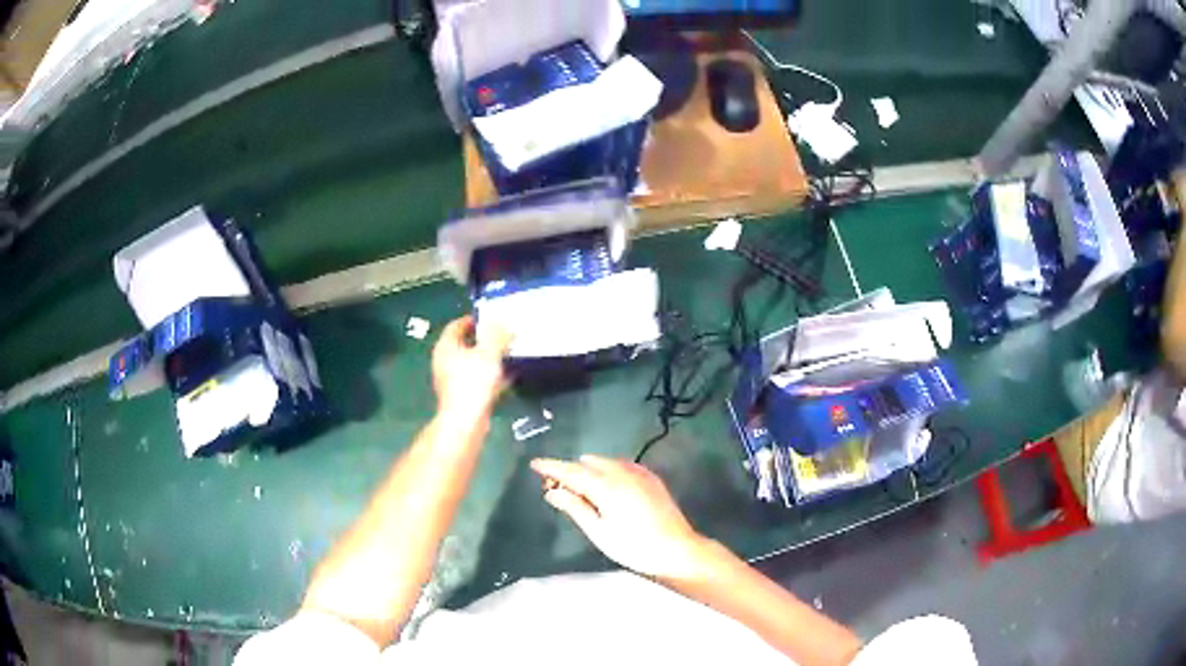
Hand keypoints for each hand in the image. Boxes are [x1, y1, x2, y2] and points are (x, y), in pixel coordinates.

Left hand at [432, 316, 512, 418]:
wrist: (465, 421)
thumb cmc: (472, 383)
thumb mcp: (488, 353)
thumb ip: (497, 336)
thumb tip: (503, 324)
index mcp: (446, 347)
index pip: (456, 325)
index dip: (472, 319)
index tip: (489, 317)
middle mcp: (445, 362)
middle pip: (464, 344)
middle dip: (483, 339)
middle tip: (502, 333)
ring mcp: (453, 381)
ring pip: (472, 363)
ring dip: (489, 358)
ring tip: (508, 352)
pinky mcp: (463, 396)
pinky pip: (479, 380)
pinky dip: (492, 376)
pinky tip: (509, 376)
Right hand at [530, 455, 711, 579]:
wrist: (677, 549)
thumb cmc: (633, 546)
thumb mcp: (598, 531)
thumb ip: (574, 507)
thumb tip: (551, 491)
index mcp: (606, 485)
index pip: (571, 470)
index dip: (551, 467)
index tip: (534, 464)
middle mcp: (622, 472)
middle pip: (588, 463)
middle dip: (570, 471)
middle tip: (558, 490)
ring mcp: (639, 472)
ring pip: (605, 462)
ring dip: (589, 471)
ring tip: (582, 492)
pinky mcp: (651, 478)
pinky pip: (621, 466)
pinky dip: (607, 471)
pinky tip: (607, 489)